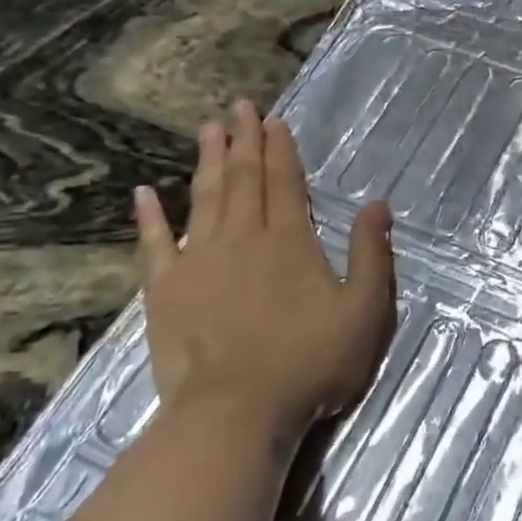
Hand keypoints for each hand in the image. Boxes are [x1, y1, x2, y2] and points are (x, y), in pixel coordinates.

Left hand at [133, 99, 395, 437]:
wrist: (236, 413)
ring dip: (207, 164)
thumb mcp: (366, 310)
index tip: (272, 119)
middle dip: (244, 141)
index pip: (285, 182)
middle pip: (243, 180)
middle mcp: (242, 239)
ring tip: (207, 131)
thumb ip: (372, 254)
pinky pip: (154, 245)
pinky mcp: (165, 293)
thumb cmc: (311, 362)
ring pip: (204, 200)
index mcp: (290, 241)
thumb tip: (378, 204)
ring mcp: (198, 263)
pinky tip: (143, 195)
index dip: (280, 149)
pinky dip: (149, 218)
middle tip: (238, 107)